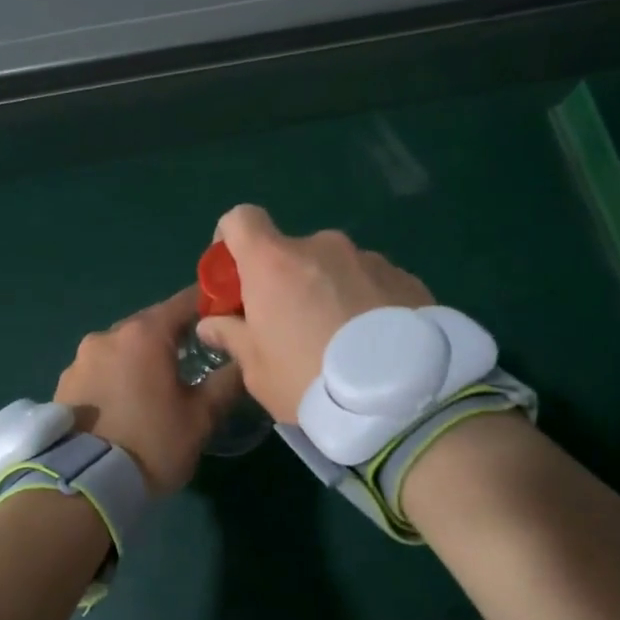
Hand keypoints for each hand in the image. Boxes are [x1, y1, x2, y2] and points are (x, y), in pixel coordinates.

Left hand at [54, 288, 244, 496]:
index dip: (209, 305)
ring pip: (123, 348)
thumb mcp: (201, 418)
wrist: (82, 487)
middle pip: (151, 324)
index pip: (185, 301)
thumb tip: (244, 359)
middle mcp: (108, 335)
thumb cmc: (151, 445)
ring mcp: (80, 358)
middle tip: (196, 361)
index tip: (226, 318)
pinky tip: (127, 404)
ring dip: (142, 359)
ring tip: (158, 388)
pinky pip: (100, 369)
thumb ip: (227, 381)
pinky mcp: (64, 383)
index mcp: (144, 335)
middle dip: (174, 337)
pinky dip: (117, 377)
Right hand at [195, 204, 431, 423]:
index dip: (230, 242)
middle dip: (286, 282)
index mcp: (275, 262)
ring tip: (344, 342)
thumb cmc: (311, 381)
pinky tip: (377, 343)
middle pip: (291, 252)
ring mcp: (369, 258)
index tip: (235, 277)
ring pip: (335, 268)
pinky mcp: (407, 277)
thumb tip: (212, 323)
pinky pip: (372, 282)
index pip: (240, 219)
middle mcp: (322, 246)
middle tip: (294, 327)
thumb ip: (232, 336)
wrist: (401, 400)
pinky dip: (366, 302)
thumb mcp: (258, 370)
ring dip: (330, 291)